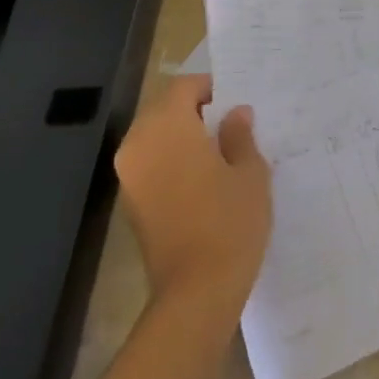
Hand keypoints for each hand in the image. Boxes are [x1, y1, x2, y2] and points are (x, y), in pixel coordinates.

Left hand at [114, 76, 270, 321]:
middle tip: (231, 126)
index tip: (236, 102)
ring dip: (183, 137)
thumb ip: (240, 135)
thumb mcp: (249, 172)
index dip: (211, 88)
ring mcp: (129, 174)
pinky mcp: (130, 202)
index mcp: (166, 126)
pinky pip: (151, 163)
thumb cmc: (229, 221)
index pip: (184, 87)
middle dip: (195, 112)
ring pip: (155, 137)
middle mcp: (138, 142)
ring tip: (219, 152)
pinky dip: (172, 161)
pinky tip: (202, 179)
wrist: (196, 291)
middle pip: (165, 109)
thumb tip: (235, 114)